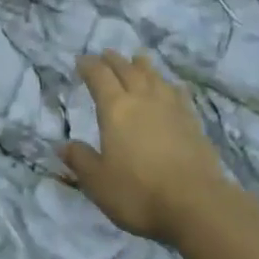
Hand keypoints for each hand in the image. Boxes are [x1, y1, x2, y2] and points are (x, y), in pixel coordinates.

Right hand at [60, 52, 224, 244]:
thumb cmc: (139, 192)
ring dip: (142, 66)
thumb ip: (80, 160)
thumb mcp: (98, 182)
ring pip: (155, 77)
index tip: (81, 61)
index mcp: (116, 109)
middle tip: (106, 54)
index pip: (99, 77)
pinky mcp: (193, 122)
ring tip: (137, 59)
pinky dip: (169, 85)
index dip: (89, 66)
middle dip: (114, 60)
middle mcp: (143, 100)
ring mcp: (171, 108)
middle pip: (127, 70)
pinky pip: (178, 93)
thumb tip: (62, 145)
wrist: (196, 205)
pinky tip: (171, 87)